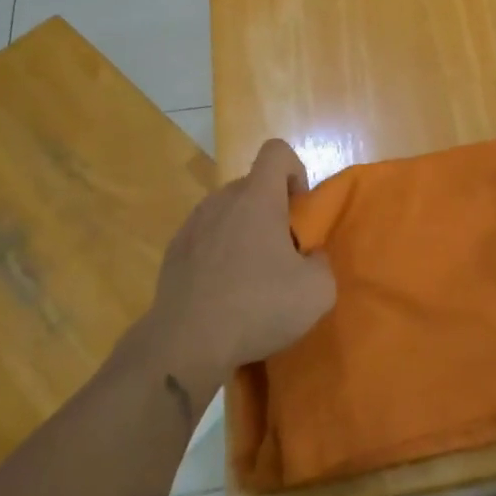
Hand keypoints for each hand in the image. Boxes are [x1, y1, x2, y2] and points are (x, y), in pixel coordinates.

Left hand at [146, 140, 336, 382]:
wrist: (186, 344)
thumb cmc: (257, 307)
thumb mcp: (317, 291)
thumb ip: (322, 262)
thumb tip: (309, 257)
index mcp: (257, 198)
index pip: (276, 151)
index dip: (295, 171)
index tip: (298, 211)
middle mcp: (222, 200)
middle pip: (253, 185)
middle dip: (272, 209)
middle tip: (282, 252)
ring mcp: (192, 224)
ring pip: (228, 212)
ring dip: (244, 231)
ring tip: (251, 275)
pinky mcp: (174, 251)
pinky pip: (206, 237)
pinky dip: (218, 253)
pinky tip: (223, 291)